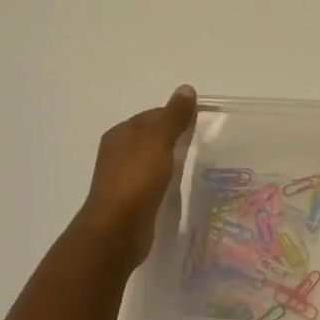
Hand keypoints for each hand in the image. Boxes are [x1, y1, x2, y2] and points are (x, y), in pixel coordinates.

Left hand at [75, 85, 198, 270]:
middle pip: (152, 137)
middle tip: (202, 142)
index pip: (153, 115)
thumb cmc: (136, 179)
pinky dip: (166, 180)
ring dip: (171, 160)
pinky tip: (180, 185)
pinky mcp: (131, 201)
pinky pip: (152, 182)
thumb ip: (173, 116)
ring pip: (152, 161)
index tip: (200, 122)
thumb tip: (186, 88)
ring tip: (196, 163)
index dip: (176, 115)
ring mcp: (123, 178)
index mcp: (121, 134)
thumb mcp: (158, 141)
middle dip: (174, 137)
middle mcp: (118, 153)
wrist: (117, 231)